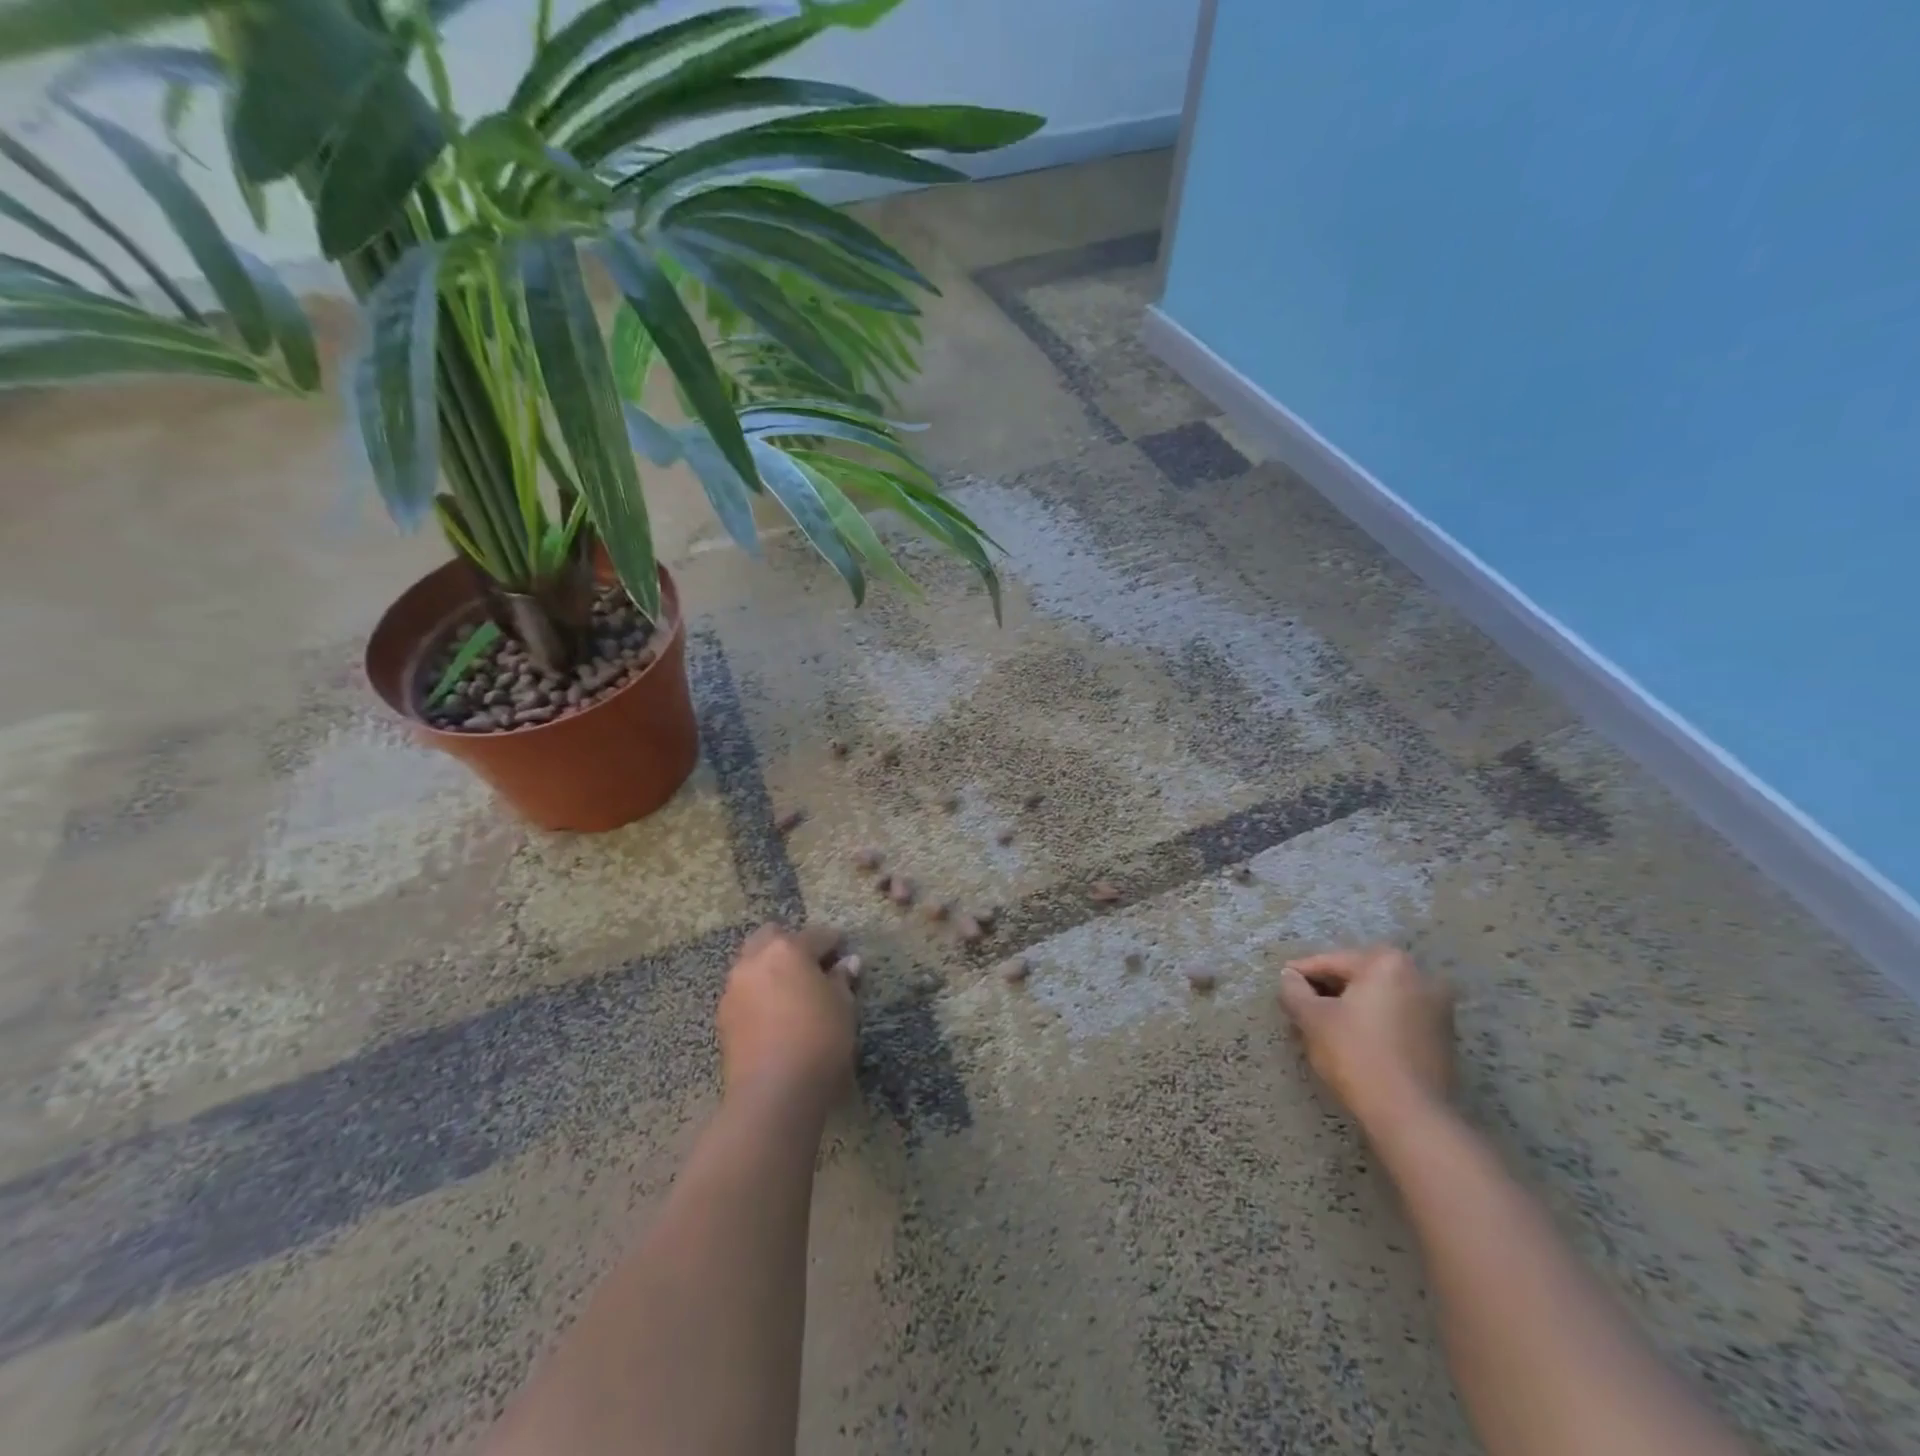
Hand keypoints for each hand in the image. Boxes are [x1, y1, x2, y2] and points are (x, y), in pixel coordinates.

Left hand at [717, 923, 857, 1112]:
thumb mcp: (843, 1007)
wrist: (773, 1093)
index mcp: (787, 949)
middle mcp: (754, 961)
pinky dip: (759, 994)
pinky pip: (744, 992)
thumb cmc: (818, 1040)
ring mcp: (734, 989)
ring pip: (752, 964)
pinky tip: (775, 1014)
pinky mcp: (723, 1018)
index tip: (844, 953)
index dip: (834, 943)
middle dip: (791, 945)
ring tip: (792, 992)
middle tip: (812, 967)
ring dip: (770, 969)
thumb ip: (842, 980)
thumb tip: (847, 963)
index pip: (816, 935)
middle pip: (771, 937)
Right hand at [1279, 945, 1454, 1130]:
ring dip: (1349, 1007)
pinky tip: (1351, 1040)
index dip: (1300, 974)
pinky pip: (1396, 1017)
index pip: (1331, 962)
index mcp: (1388, 963)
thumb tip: (1289, 977)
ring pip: (1377, 998)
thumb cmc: (1357, 1055)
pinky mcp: (1443, 1037)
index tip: (1281, 986)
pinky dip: (1372, 1022)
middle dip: (1327, 991)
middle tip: (1299, 1008)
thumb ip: (1294, 990)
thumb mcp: (1312, 1019)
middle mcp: (1419, 976)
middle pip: (1357, 977)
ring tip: (1321, 1026)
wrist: (1412, 1117)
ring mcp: (1437, 1007)